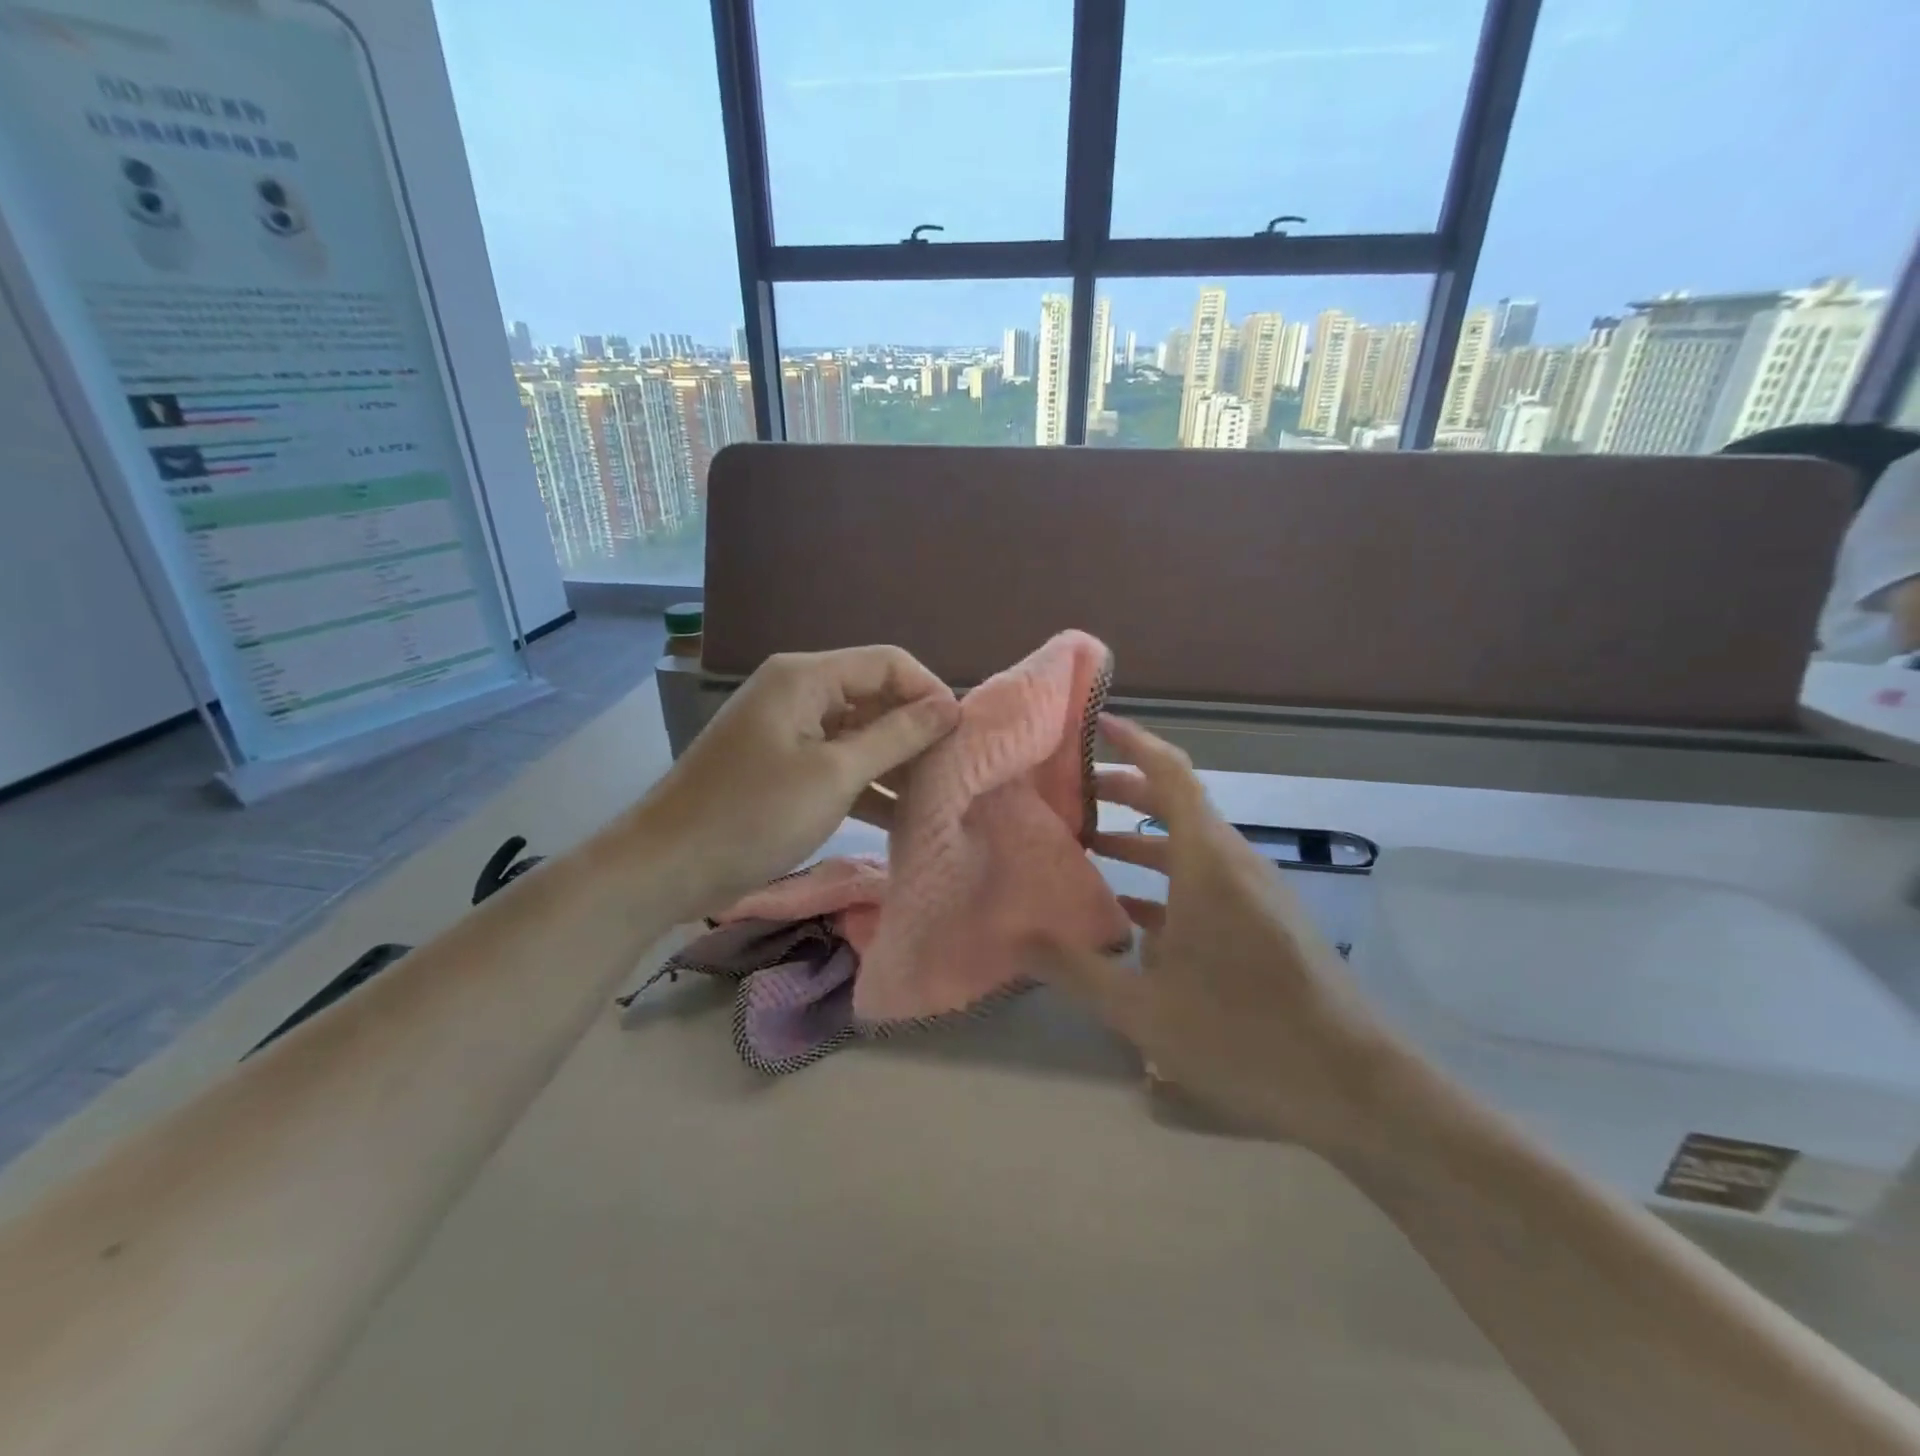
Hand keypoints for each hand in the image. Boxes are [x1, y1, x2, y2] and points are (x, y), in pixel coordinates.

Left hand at [635, 646, 958, 915]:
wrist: (667, 866)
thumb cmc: (753, 813)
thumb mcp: (834, 774)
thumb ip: (897, 736)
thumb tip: (949, 707)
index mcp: (806, 677)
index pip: (888, 662)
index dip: (930, 692)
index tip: (961, 737)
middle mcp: (799, 692)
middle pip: (875, 696)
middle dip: (915, 731)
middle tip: (953, 772)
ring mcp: (790, 730)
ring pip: (860, 732)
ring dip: (895, 762)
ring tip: (934, 797)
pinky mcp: (784, 766)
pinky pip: (838, 761)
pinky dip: (867, 783)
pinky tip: (899, 815)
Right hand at [1031, 715, 1401, 1151]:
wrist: (1357, 1088)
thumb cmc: (1245, 1035)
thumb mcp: (1144, 1010)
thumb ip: (1075, 969)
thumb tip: (1014, 937)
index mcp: (1207, 862)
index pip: (1169, 774)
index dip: (1132, 741)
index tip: (1093, 723)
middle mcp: (1233, 863)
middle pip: (1174, 804)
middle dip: (1122, 790)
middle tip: (1068, 793)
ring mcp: (1253, 893)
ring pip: (1189, 845)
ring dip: (1140, 838)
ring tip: (1086, 845)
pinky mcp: (1263, 922)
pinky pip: (1205, 881)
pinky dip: (1165, 881)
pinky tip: (1128, 913)